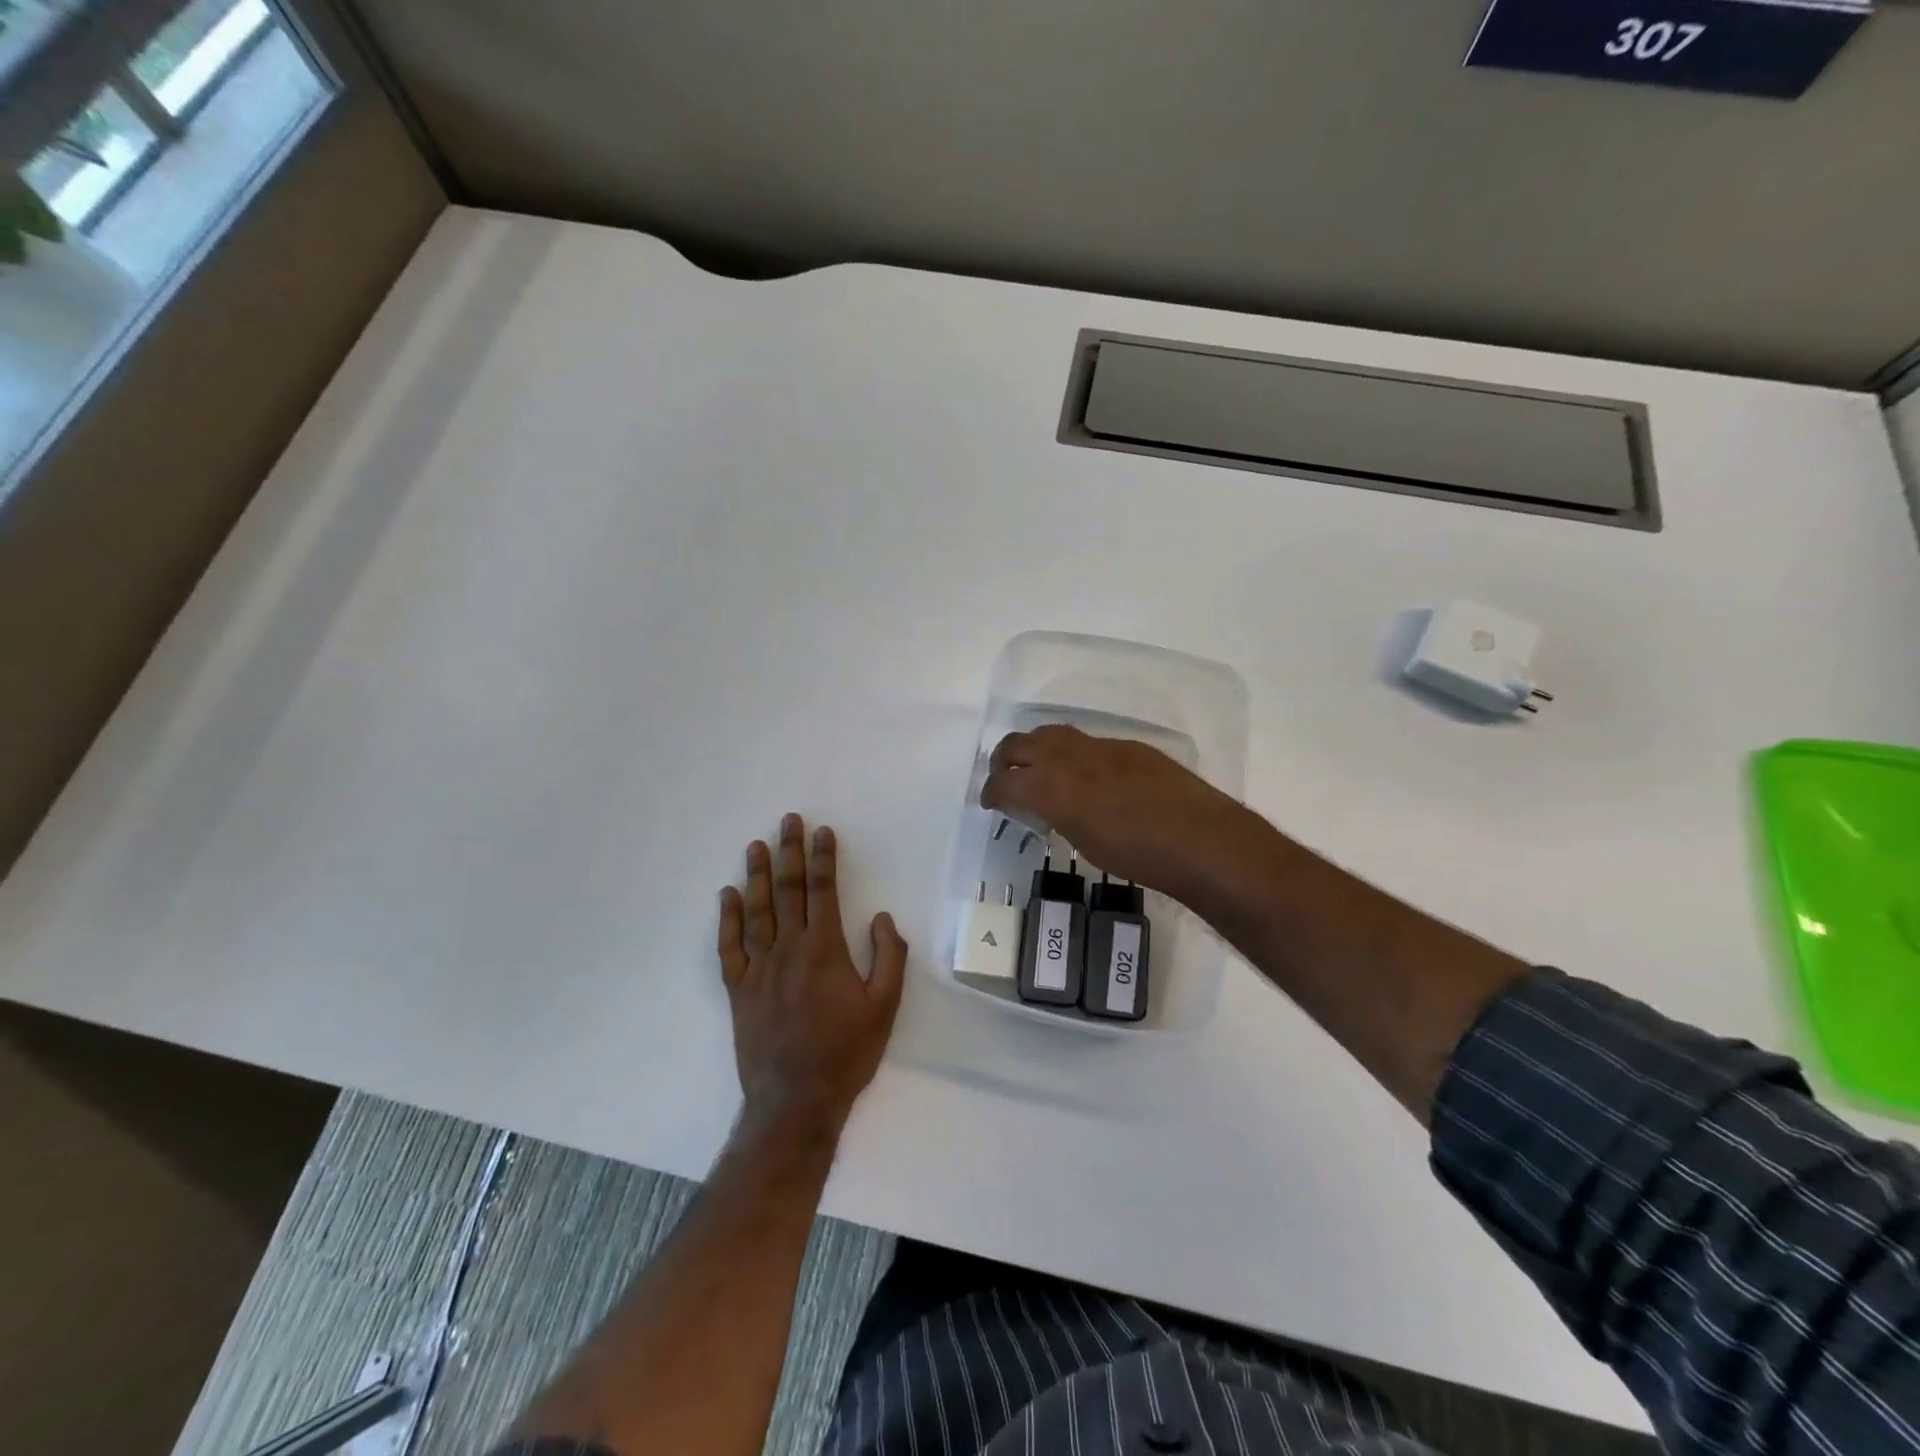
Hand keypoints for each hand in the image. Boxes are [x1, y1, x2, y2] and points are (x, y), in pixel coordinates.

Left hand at [718, 815, 906, 1133]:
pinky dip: (727, 919)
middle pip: (789, 891)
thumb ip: (887, 957)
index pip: (824, 891)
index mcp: (825, 950)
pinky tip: (727, 896)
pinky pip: (729, 947)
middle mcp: (789, 949)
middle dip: (790, 852)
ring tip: (756, 846)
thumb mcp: (885, 1007)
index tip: (823, 831)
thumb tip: (881, 917)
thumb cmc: (846, 1052)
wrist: (795, 1100)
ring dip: (758, 875)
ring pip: (757, 911)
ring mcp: (759, 969)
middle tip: (787, 821)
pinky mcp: (739, 990)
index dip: (823, 858)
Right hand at [979, 725, 1254, 898]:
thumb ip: (1059, 817)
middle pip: (1018, 744)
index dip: (989, 792)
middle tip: (1004, 779)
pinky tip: (1085, 774)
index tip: (988, 802)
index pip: (1004, 782)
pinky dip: (1071, 754)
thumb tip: (1052, 807)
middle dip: (1003, 760)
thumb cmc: (1138, 856)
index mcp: (1052, 788)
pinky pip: (1086, 742)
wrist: (1199, 838)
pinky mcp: (1127, 746)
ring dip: (1035, 748)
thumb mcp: (1085, 843)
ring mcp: (1100, 747)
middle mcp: (1069, 758)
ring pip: (1052, 734)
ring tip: (1037, 767)